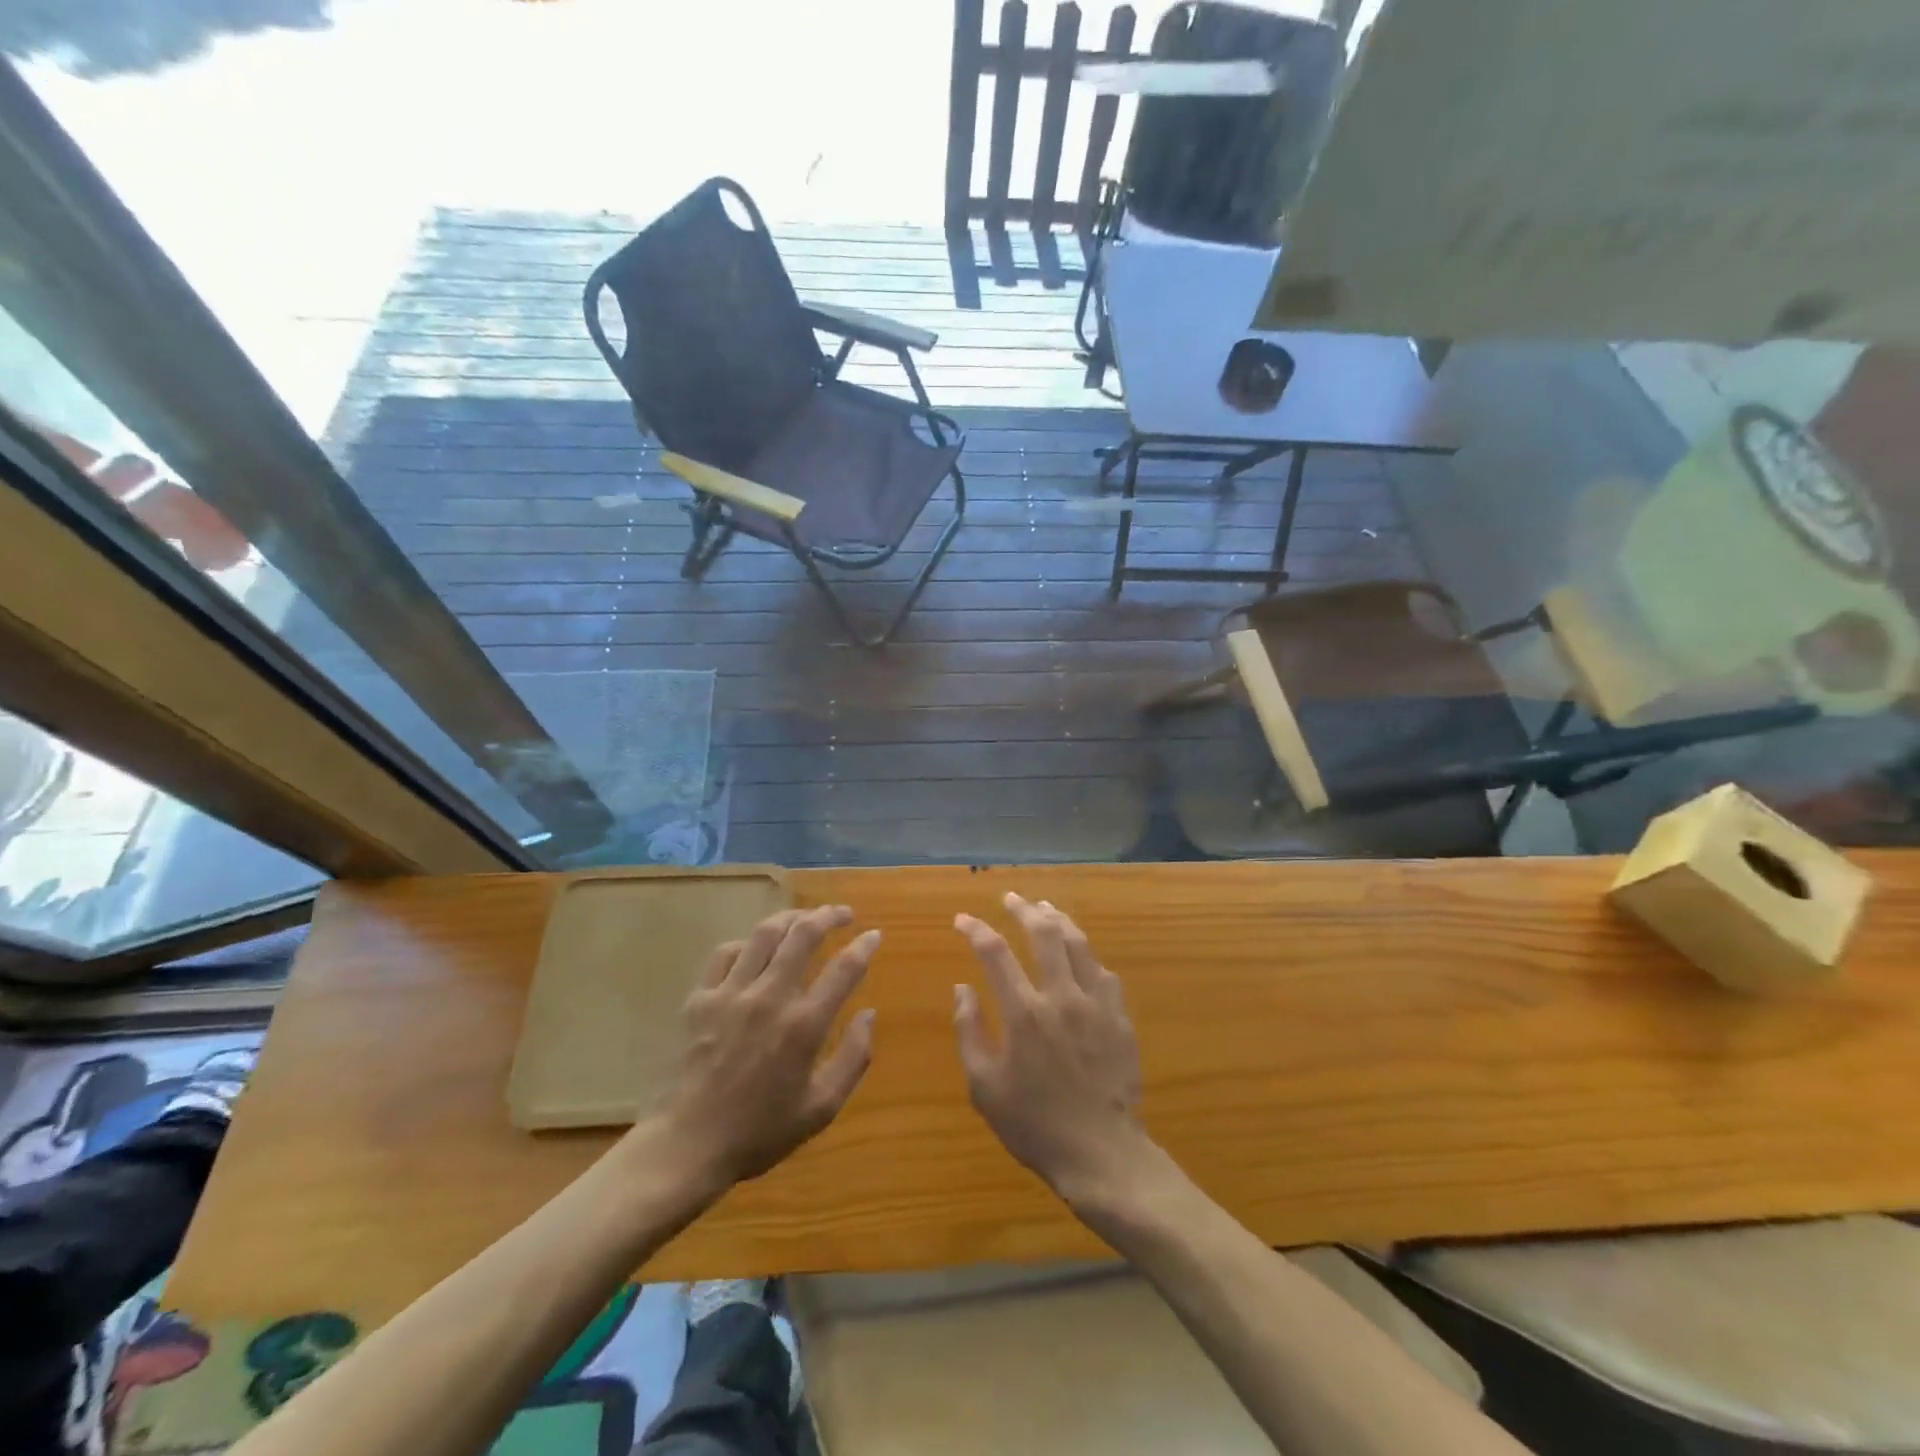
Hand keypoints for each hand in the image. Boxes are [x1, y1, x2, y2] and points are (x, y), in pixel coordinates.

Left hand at [651, 905, 878, 1190]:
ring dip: (791, 917)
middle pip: (804, 934)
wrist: (685, 1147)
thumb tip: (869, 1014)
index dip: (864, 946)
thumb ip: (853, 1058)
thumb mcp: (820, 1109)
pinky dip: (747, 943)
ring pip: (765, 933)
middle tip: (843, 914)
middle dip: (829, 916)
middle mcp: (770, 998)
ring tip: (805, 917)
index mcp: (804, 1026)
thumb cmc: (758, 1133)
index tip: (874, 935)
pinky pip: (726, 953)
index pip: (844, 969)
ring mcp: (731, 993)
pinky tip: (756, 948)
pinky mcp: (699, 998)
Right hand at [953, 893, 1151, 1207]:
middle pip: (1043, 933)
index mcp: (1024, 1013)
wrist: (1101, 1153)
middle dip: (1023, 909)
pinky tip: (1081, 955)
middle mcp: (1061, 996)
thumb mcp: (984, 1086)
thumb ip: (969, 1031)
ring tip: (1044, 908)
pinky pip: (1104, 972)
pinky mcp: (1119, 1017)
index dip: (976, 930)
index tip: (962, 920)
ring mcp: (1096, 1004)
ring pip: (1078, 944)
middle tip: (1010, 898)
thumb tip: (962, 988)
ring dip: (1058, 920)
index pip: (995, 953)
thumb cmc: (1034, 1124)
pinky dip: (1087, 956)